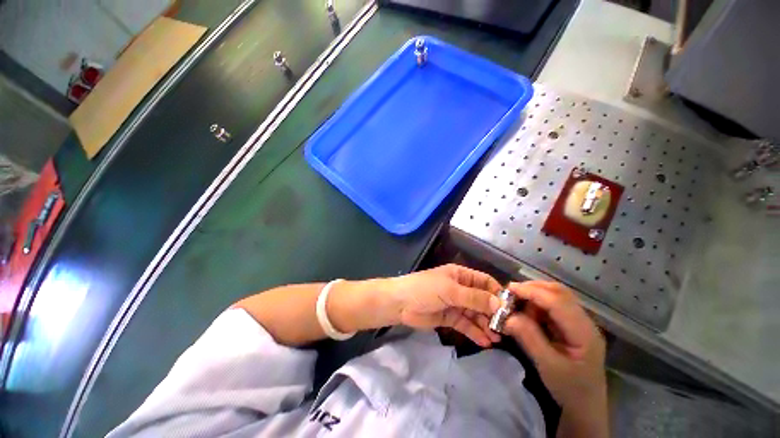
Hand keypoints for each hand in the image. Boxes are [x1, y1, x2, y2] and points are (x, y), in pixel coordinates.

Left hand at [381, 264, 502, 346]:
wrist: (400, 304)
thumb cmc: (425, 290)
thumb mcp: (450, 291)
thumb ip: (474, 298)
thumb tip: (500, 304)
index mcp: (460, 275)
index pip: (485, 282)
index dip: (497, 294)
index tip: (510, 310)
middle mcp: (460, 288)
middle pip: (482, 300)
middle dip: (493, 313)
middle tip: (506, 329)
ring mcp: (455, 304)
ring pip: (475, 314)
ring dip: (485, 325)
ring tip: (497, 338)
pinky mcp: (449, 318)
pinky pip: (465, 324)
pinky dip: (474, 332)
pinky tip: (485, 342)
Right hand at [503, 281, 605, 407]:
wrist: (585, 406)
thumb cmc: (569, 389)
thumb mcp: (547, 366)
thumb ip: (528, 338)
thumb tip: (507, 315)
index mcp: (584, 333)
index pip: (558, 301)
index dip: (533, 292)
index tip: (509, 289)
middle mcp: (584, 322)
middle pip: (559, 293)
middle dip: (532, 288)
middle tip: (510, 293)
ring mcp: (578, 322)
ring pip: (555, 296)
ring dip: (533, 295)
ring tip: (515, 304)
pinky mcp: (570, 325)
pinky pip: (551, 306)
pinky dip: (535, 304)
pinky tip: (525, 312)